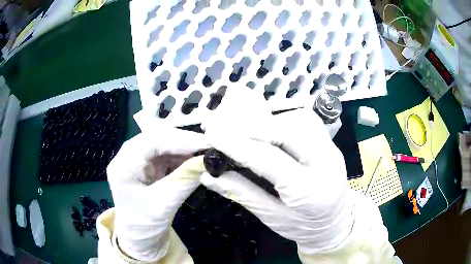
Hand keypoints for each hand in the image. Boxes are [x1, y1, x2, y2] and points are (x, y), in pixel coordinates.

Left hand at [107, 126, 207, 261]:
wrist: (139, 238)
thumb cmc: (145, 225)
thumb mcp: (164, 204)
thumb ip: (185, 180)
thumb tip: (210, 160)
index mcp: (124, 164)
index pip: (152, 142)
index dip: (181, 140)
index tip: (207, 144)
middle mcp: (128, 156)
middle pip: (157, 138)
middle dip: (184, 142)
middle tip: (209, 146)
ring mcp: (137, 159)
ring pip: (163, 144)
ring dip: (184, 148)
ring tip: (205, 153)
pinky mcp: (147, 165)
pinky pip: (166, 154)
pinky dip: (181, 156)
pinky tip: (194, 160)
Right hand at [202, 88, 352, 254]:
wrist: (335, 224)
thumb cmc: (303, 228)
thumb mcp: (271, 217)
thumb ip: (241, 193)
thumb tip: (209, 176)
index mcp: (309, 191)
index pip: (269, 159)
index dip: (237, 145)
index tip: (212, 135)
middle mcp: (325, 163)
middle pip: (286, 131)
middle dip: (251, 127)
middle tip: (224, 129)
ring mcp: (331, 149)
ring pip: (298, 119)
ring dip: (268, 122)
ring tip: (245, 131)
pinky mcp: (330, 143)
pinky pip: (305, 121)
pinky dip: (283, 121)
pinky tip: (269, 131)